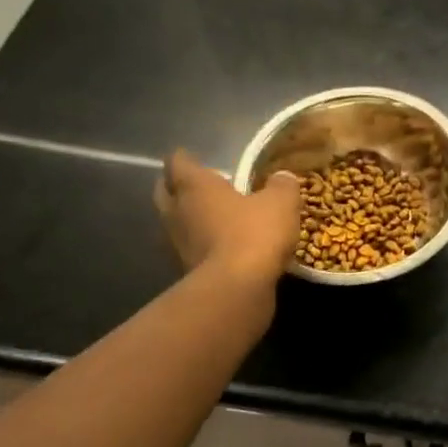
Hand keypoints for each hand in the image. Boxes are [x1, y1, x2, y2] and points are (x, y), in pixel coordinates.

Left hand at [153, 151, 299, 285]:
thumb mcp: (281, 203)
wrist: (236, 289)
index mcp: (195, 187)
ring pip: (174, 223)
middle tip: (198, 186)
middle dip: (177, 187)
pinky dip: (199, 246)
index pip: (178, 162)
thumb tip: (282, 178)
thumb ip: (282, 186)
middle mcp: (177, 211)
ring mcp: (176, 244)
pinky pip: (188, 249)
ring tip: (210, 218)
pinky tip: (219, 247)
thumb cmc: (254, 234)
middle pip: (165, 192)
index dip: (184, 157)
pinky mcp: (183, 271)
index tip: (193, 157)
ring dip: (187, 219)